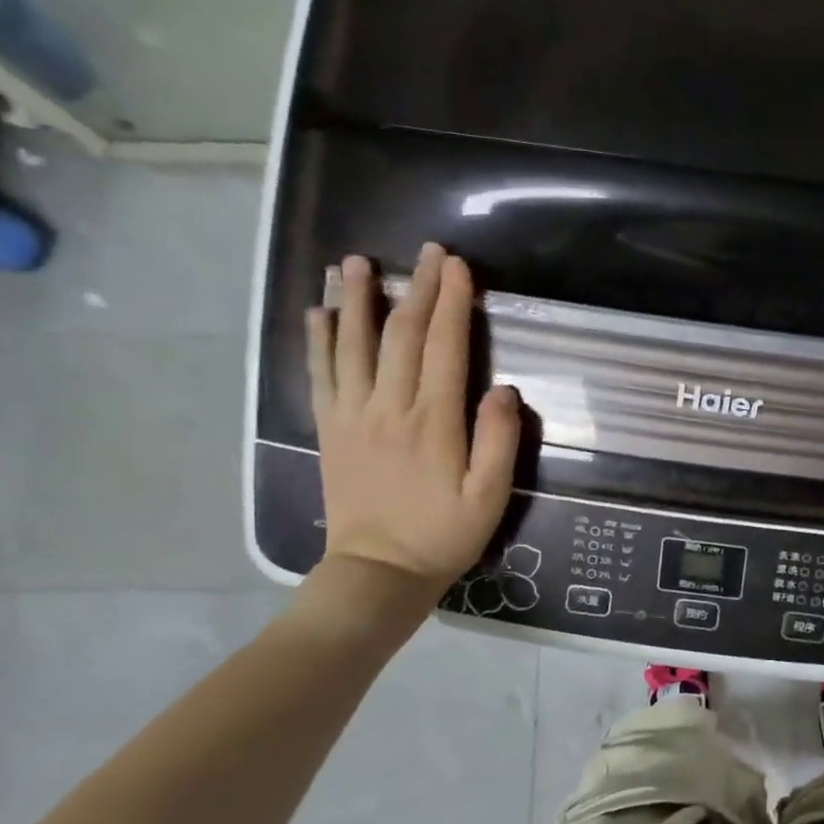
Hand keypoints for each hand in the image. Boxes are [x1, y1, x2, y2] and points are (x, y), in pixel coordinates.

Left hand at [306, 244, 519, 598]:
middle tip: (426, 251)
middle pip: (401, 335)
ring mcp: (353, 416)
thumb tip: (504, 389)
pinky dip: (319, 340)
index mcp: (433, 421)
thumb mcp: (491, 496)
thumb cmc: (444, 534)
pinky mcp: (331, 430)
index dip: (452, 302)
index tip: (457, 265)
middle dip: (416, 288)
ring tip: (356, 262)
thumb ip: (499, 440)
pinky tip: (320, 312)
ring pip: (353, 345)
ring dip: (357, 300)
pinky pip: (321, 375)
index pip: (444, 347)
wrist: (378, 572)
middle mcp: (388, 407)